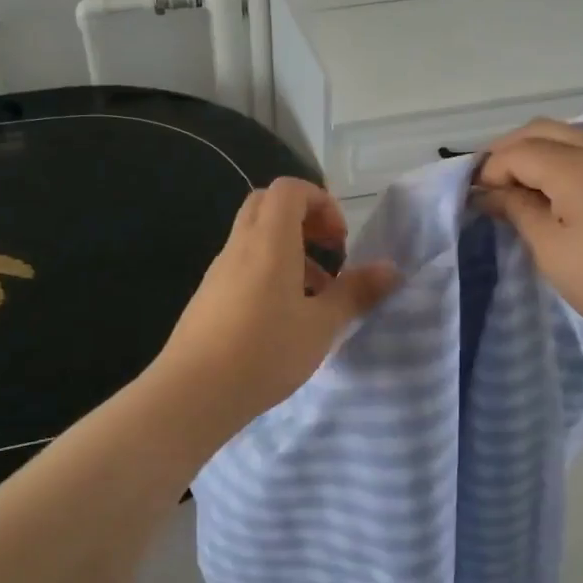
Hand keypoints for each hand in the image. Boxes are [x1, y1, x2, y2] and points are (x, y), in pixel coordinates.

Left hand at [152, 178, 399, 426]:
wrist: (192, 393)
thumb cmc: (263, 353)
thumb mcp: (321, 326)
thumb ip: (355, 293)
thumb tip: (390, 269)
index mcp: (269, 241)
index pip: (290, 189)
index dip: (321, 202)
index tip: (339, 241)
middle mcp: (240, 246)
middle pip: (268, 205)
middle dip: (304, 219)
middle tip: (328, 254)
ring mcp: (219, 270)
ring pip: (255, 236)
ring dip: (288, 249)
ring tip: (315, 294)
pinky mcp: (209, 295)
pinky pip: (243, 264)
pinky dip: (268, 272)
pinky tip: (284, 317)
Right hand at [476, 119, 582, 353]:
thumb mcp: (552, 250)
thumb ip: (518, 210)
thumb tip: (488, 192)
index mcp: (582, 167)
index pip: (520, 151)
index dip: (490, 170)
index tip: (473, 198)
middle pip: (544, 131)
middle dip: (510, 152)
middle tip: (489, 186)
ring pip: (570, 138)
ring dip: (538, 156)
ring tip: (519, 192)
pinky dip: (564, 164)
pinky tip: (556, 196)